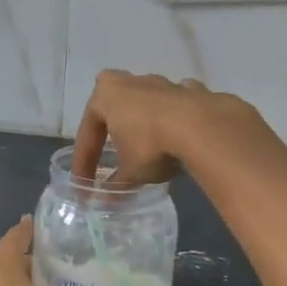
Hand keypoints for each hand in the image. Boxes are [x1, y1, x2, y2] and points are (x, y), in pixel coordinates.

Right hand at [70, 69, 259, 184]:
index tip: (84, 185)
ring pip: (146, 103)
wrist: (203, 127)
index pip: (87, 134)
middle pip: (114, 106)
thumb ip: (116, 186)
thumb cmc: (152, 145)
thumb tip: (104, 203)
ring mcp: (162, 83)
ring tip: (147, 146)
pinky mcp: (191, 90)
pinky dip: (174, 119)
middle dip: (111, 127)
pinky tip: (179, 135)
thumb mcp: (130, 172)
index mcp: (105, 96)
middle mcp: (130, 82)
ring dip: (144, 122)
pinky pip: (176, 105)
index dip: (84, 163)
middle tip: (111, 149)